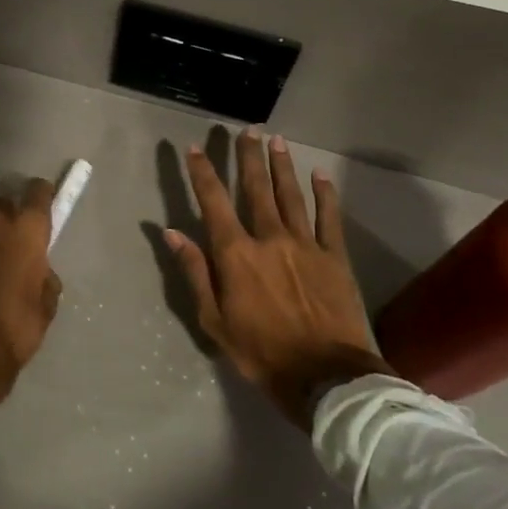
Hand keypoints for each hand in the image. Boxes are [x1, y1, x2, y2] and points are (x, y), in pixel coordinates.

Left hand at [0, 178, 62, 434]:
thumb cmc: (15, 328)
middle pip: (1, 207)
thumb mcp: (46, 306)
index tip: (42, 204)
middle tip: (9, 248)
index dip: (40, 196)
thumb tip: (38, 272)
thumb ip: (43, 277)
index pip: (37, 193)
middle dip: (6, 222)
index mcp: (25, 231)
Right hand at [165, 130, 391, 426]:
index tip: (195, 150)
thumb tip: (172, 233)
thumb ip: (195, 272)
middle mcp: (269, 238)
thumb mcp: (214, 320)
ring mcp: (305, 244)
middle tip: (246, 131)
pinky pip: (328, 217)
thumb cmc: (261, 352)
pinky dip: (325, 194)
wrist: (325, 376)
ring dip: (282, 166)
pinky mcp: (335, 256)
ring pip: (291, 195)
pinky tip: (320, 174)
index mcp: (236, 254)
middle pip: (256, 188)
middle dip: (248, 157)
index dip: (203, 173)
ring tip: (276, 140)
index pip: (214, 202)